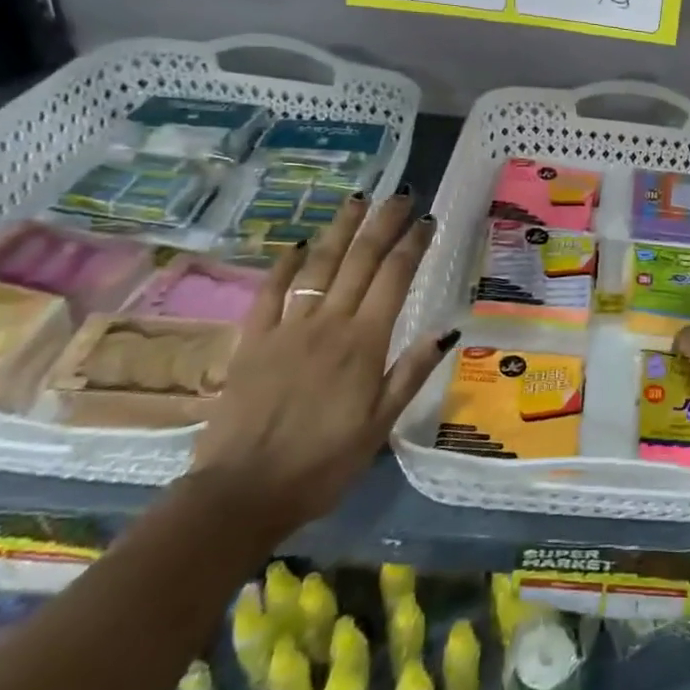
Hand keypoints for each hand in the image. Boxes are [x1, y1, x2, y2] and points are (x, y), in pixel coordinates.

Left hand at [193, 190, 452, 534]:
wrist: (241, 494)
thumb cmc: (322, 464)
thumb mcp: (380, 426)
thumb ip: (411, 372)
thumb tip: (449, 329)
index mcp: (363, 343)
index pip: (394, 278)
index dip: (412, 245)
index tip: (427, 220)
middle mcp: (328, 323)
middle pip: (360, 260)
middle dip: (383, 223)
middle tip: (401, 195)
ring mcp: (287, 328)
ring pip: (319, 265)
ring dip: (340, 229)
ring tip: (358, 199)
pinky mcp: (252, 341)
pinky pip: (271, 292)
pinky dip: (285, 264)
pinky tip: (299, 244)